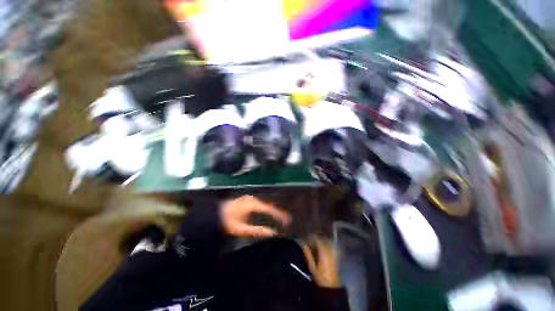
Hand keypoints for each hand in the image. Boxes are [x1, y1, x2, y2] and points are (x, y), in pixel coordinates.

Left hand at [220, 195, 290, 237]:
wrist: (213, 214)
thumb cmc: (227, 222)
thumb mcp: (242, 229)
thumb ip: (258, 231)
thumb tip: (273, 233)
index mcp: (252, 204)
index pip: (270, 209)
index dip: (279, 215)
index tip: (287, 221)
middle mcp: (253, 199)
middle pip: (269, 205)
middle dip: (278, 212)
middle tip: (286, 220)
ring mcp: (250, 198)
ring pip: (265, 204)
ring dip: (272, 211)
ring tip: (280, 218)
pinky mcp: (247, 200)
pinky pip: (260, 204)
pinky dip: (266, 209)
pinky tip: (269, 214)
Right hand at [302, 235, 340, 287]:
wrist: (331, 286)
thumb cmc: (320, 277)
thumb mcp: (312, 267)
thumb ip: (308, 255)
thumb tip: (304, 244)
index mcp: (323, 253)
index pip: (318, 240)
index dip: (312, 237)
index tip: (307, 237)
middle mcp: (329, 251)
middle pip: (323, 240)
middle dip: (317, 238)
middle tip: (311, 240)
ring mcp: (333, 253)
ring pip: (327, 242)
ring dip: (321, 241)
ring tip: (316, 243)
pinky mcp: (335, 256)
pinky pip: (331, 246)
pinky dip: (326, 244)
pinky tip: (322, 247)